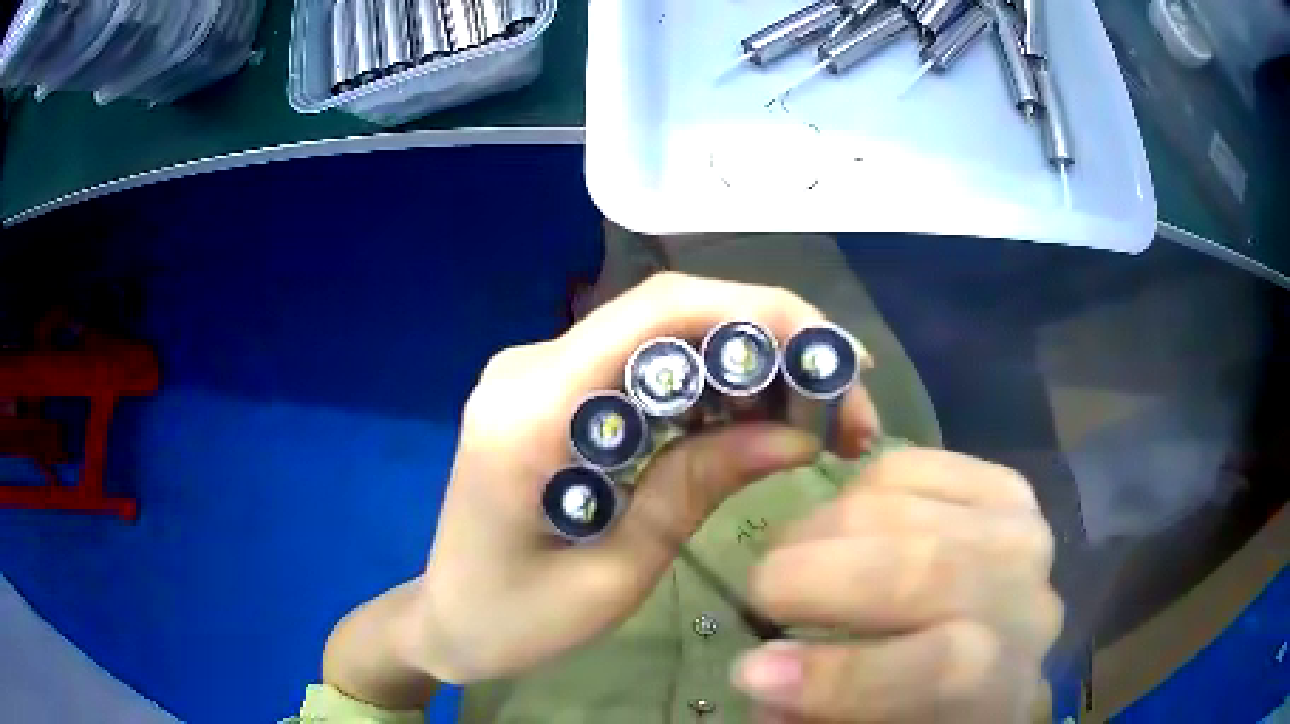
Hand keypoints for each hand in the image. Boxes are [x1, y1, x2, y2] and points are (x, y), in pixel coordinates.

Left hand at [395, 273, 881, 682]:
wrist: (446, 619)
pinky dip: (708, 388)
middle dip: (771, 347)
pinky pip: (641, 368)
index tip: (840, 360)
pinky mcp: (550, 390)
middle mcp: (529, 366)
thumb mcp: (616, 573)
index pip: (660, 314)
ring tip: (816, 419)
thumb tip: (795, 434)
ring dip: (747, 367)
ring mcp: (536, 372)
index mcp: (530, 411)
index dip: (762, 316)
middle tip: (845, 406)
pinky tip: (755, 422)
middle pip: (669, 317)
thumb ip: (695, 489)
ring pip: (663, 338)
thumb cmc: (514, 620)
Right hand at [733, 448, 1062, 722]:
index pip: (947, 667)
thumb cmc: (925, 708)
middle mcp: (1027, 605)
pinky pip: (913, 466)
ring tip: (786, 558)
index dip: (843, 673)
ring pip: (910, 510)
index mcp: (1002, 689)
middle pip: (930, 571)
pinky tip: (838, 523)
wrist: (991, 653)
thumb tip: (760, 674)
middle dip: (820, 577)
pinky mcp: (1000, 487)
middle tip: (759, 591)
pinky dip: (857, 488)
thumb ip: (817, 716)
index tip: (750, 672)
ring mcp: (1020, 532)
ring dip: (824, 530)